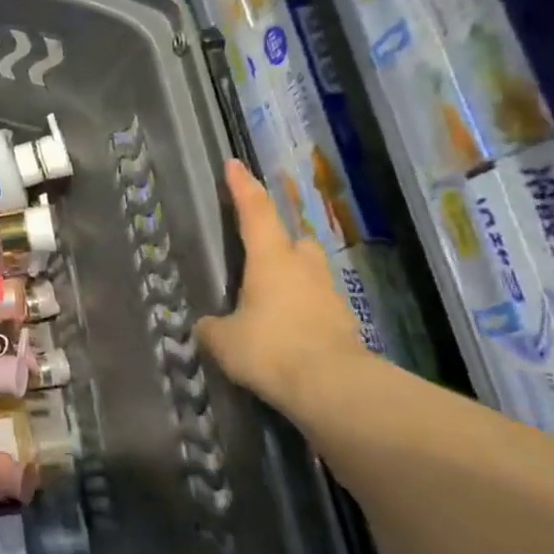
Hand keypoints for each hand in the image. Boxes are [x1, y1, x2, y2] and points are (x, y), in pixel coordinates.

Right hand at [196, 159, 365, 402]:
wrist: (333, 389)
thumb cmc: (270, 349)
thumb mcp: (224, 339)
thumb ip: (213, 327)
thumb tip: (209, 325)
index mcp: (270, 259)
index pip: (254, 211)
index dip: (242, 187)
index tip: (234, 164)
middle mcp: (303, 269)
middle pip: (294, 241)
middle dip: (279, 242)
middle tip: (259, 255)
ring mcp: (329, 297)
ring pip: (309, 274)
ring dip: (292, 280)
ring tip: (268, 302)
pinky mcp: (344, 327)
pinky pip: (317, 308)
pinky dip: (302, 313)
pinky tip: (285, 335)